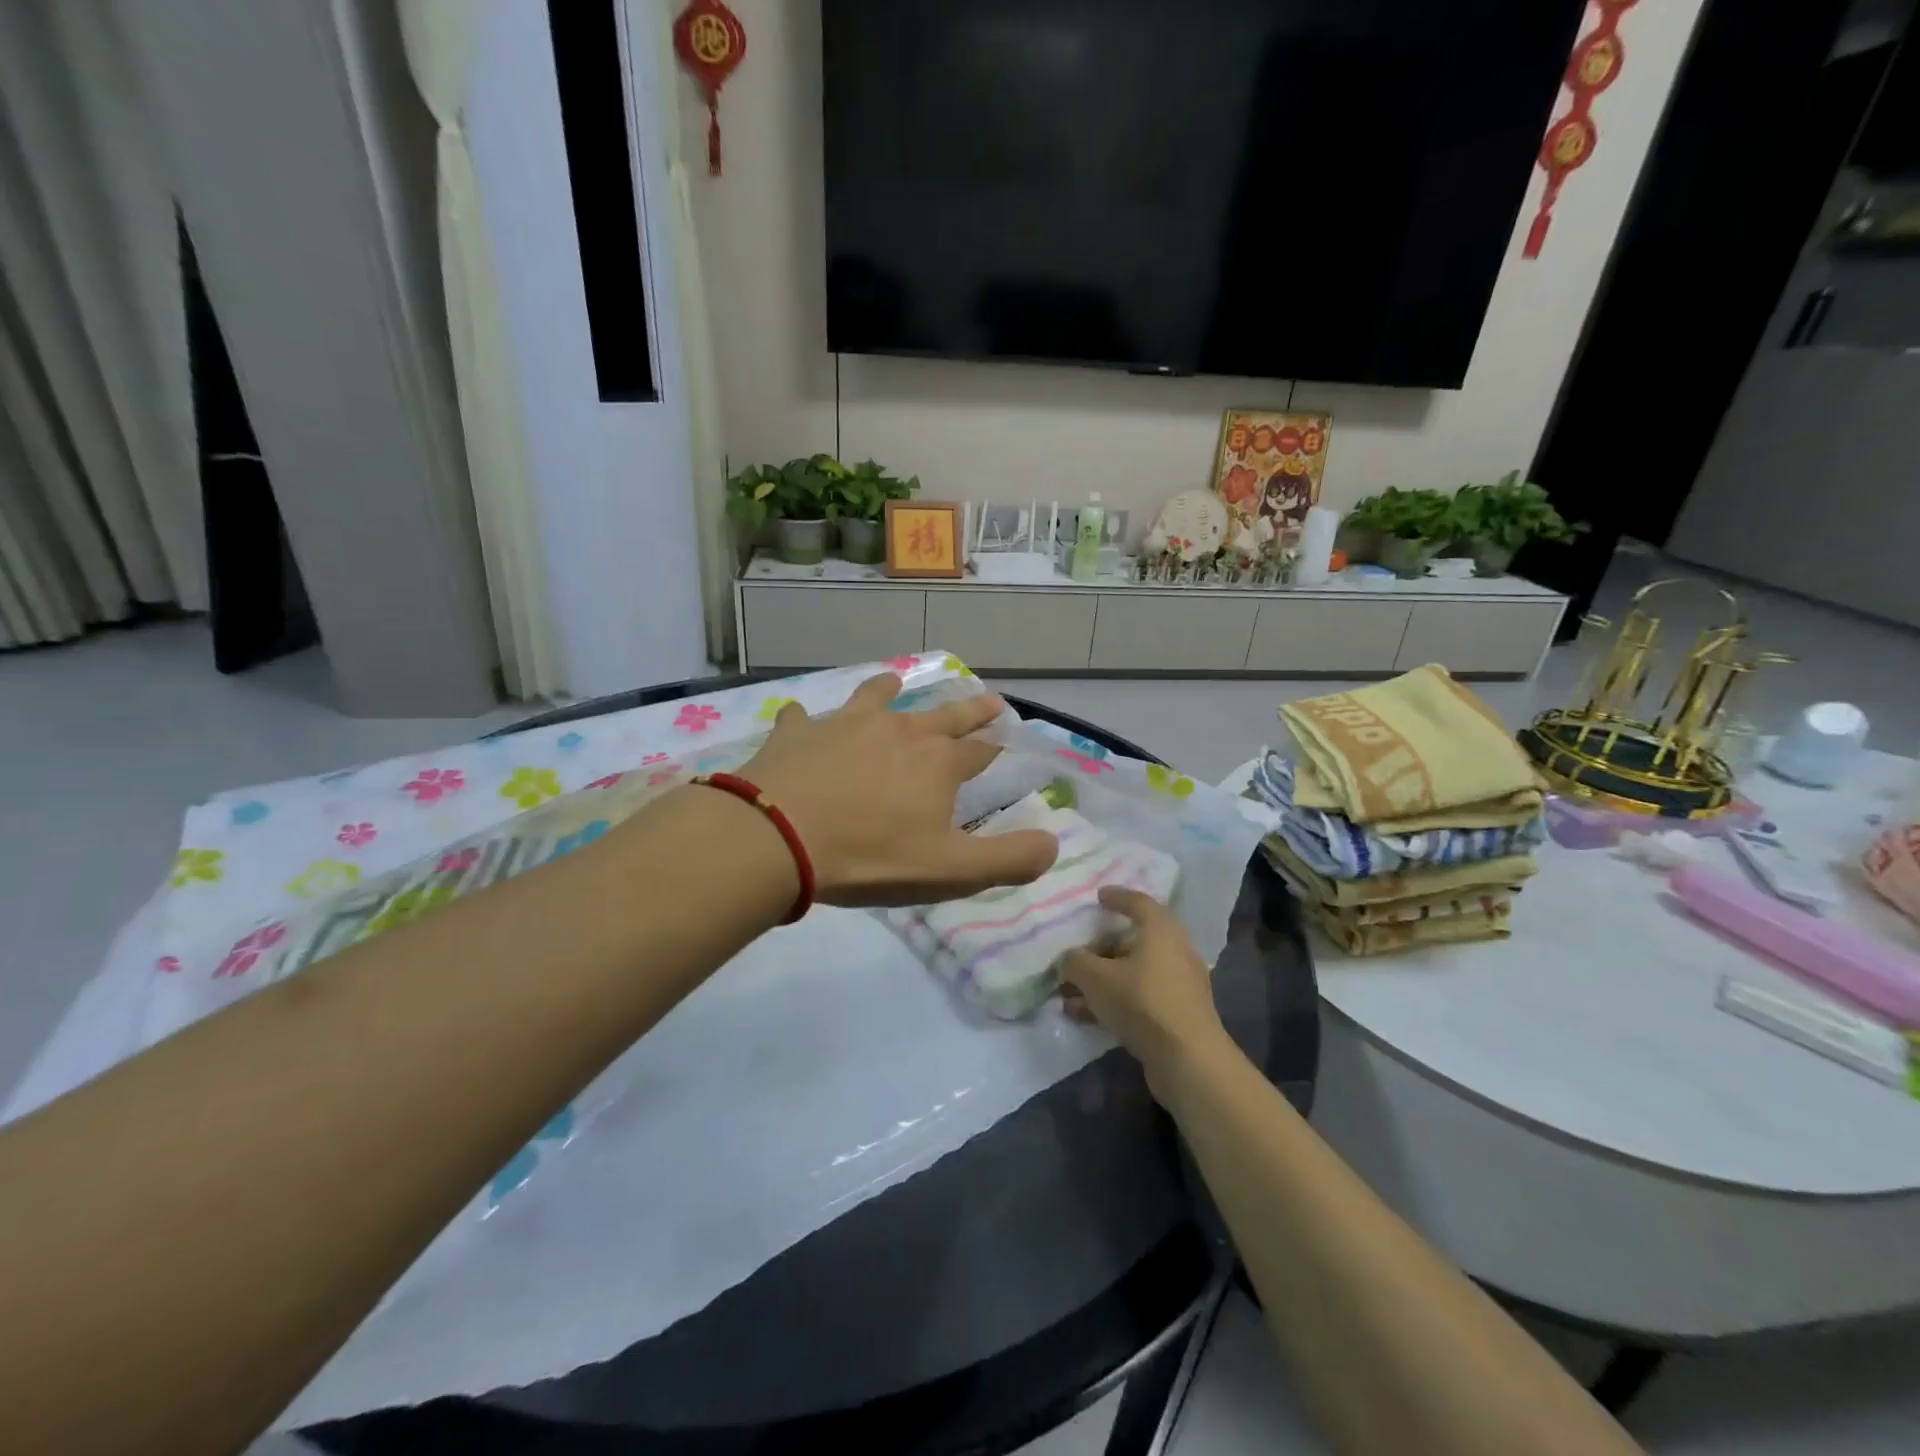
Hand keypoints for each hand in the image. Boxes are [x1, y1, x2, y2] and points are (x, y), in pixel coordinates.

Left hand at [739, 673, 1057, 906]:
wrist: (779, 837)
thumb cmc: (871, 856)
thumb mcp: (951, 870)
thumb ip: (1008, 860)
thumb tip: (1053, 844)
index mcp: (937, 763)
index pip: (978, 750)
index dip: (995, 744)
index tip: (1008, 732)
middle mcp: (897, 732)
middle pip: (942, 716)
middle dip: (969, 710)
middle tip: (988, 698)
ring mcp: (844, 726)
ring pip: (875, 699)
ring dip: (888, 690)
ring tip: (895, 682)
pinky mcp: (798, 734)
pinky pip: (804, 719)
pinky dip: (807, 720)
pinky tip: (801, 719)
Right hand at [1059, 887, 1230, 1088]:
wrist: (1188, 1061)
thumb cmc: (1142, 1002)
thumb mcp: (1096, 977)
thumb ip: (1075, 962)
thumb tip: (1069, 959)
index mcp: (1161, 930)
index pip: (1137, 902)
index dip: (1116, 897)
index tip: (1098, 896)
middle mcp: (1175, 951)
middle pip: (1133, 940)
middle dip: (1101, 946)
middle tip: (1077, 949)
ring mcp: (1179, 985)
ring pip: (1133, 972)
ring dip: (1102, 979)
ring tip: (1068, 992)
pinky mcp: (1177, 1014)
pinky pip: (1138, 997)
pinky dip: (1113, 1000)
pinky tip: (1083, 1015)